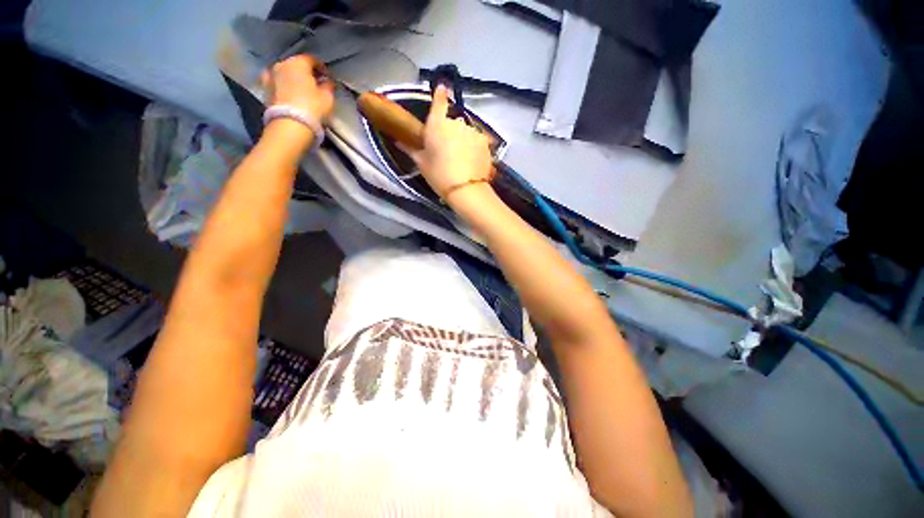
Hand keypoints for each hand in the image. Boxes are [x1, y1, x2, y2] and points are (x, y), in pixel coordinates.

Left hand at [261, 54, 334, 121]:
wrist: (290, 124)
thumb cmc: (312, 107)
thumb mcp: (327, 97)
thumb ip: (328, 86)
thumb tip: (328, 82)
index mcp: (298, 63)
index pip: (312, 59)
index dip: (322, 67)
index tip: (328, 77)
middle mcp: (282, 64)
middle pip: (296, 64)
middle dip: (306, 72)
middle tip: (315, 83)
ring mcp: (270, 75)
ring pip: (284, 72)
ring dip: (292, 77)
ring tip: (300, 88)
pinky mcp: (265, 89)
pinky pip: (275, 82)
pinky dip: (281, 84)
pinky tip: (285, 90)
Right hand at [403, 85, 493, 202]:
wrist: (466, 189)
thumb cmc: (439, 175)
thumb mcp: (422, 164)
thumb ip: (412, 149)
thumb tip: (399, 140)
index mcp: (437, 124)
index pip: (439, 101)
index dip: (440, 94)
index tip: (442, 88)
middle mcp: (455, 122)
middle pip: (453, 122)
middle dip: (451, 132)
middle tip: (448, 150)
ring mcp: (473, 131)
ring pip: (466, 132)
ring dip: (464, 140)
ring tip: (462, 159)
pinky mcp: (485, 142)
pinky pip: (477, 140)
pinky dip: (475, 147)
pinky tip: (473, 161)